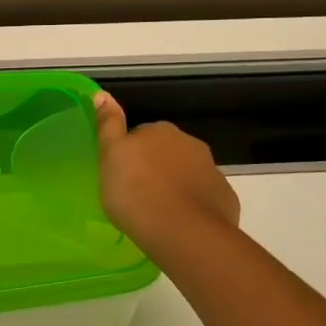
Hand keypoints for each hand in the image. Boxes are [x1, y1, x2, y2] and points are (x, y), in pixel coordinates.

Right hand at [93, 92, 240, 256]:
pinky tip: (180, 224)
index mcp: (160, 130)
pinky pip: (204, 197)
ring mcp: (211, 170)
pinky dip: (193, 205)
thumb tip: (101, 94)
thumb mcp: (110, 157)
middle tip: (136, 195)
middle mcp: (189, 143)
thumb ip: (108, 125)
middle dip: (155, 168)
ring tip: (158, 212)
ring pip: (187, 174)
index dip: (130, 154)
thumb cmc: (136, 192)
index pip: (141, 135)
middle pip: (167, 152)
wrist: (183, 232)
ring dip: (175, 186)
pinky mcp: (224, 197)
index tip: (121, 175)